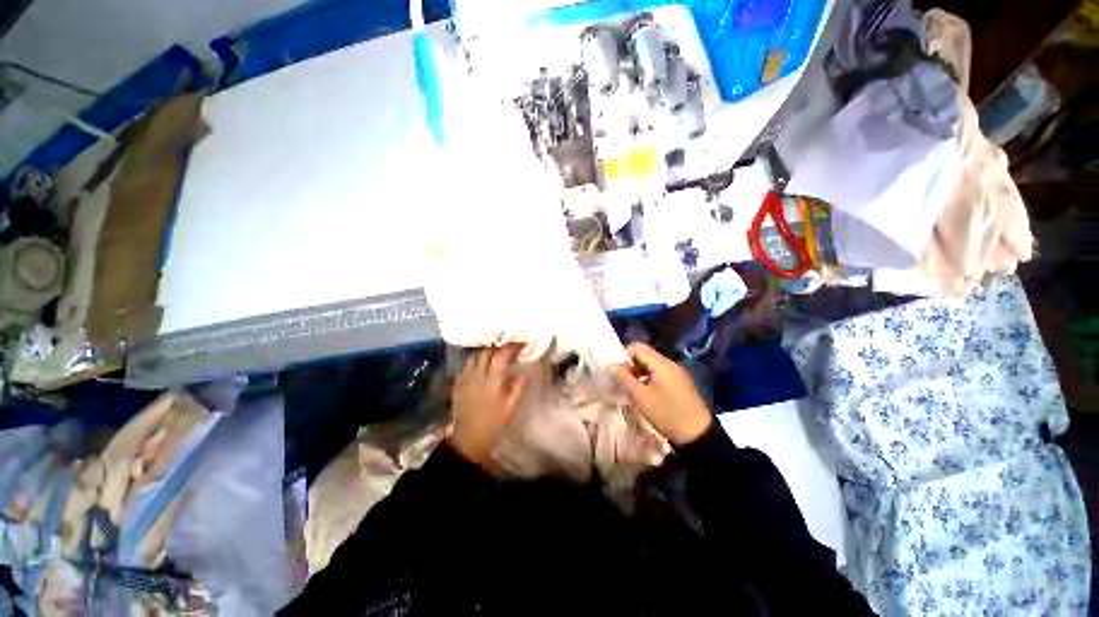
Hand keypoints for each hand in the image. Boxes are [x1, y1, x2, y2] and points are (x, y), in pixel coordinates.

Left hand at [450, 345, 529, 466]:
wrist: (469, 437)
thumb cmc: (493, 422)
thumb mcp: (510, 406)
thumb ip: (518, 386)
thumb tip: (528, 372)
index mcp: (492, 382)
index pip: (501, 356)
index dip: (511, 347)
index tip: (521, 344)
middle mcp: (477, 376)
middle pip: (486, 352)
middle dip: (498, 347)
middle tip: (508, 349)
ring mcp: (465, 378)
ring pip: (474, 356)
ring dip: (486, 352)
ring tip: (495, 354)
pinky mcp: (457, 383)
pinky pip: (467, 365)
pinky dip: (476, 361)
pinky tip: (482, 366)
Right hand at [612, 342, 711, 445]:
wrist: (697, 435)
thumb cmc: (666, 414)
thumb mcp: (640, 397)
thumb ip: (624, 378)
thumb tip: (612, 366)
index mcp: (661, 364)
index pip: (638, 347)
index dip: (625, 356)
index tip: (618, 371)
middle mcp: (670, 364)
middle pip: (646, 354)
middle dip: (631, 364)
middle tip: (623, 380)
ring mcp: (677, 373)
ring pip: (652, 364)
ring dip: (639, 371)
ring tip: (632, 387)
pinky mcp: (680, 382)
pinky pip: (661, 372)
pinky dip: (649, 377)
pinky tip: (645, 392)